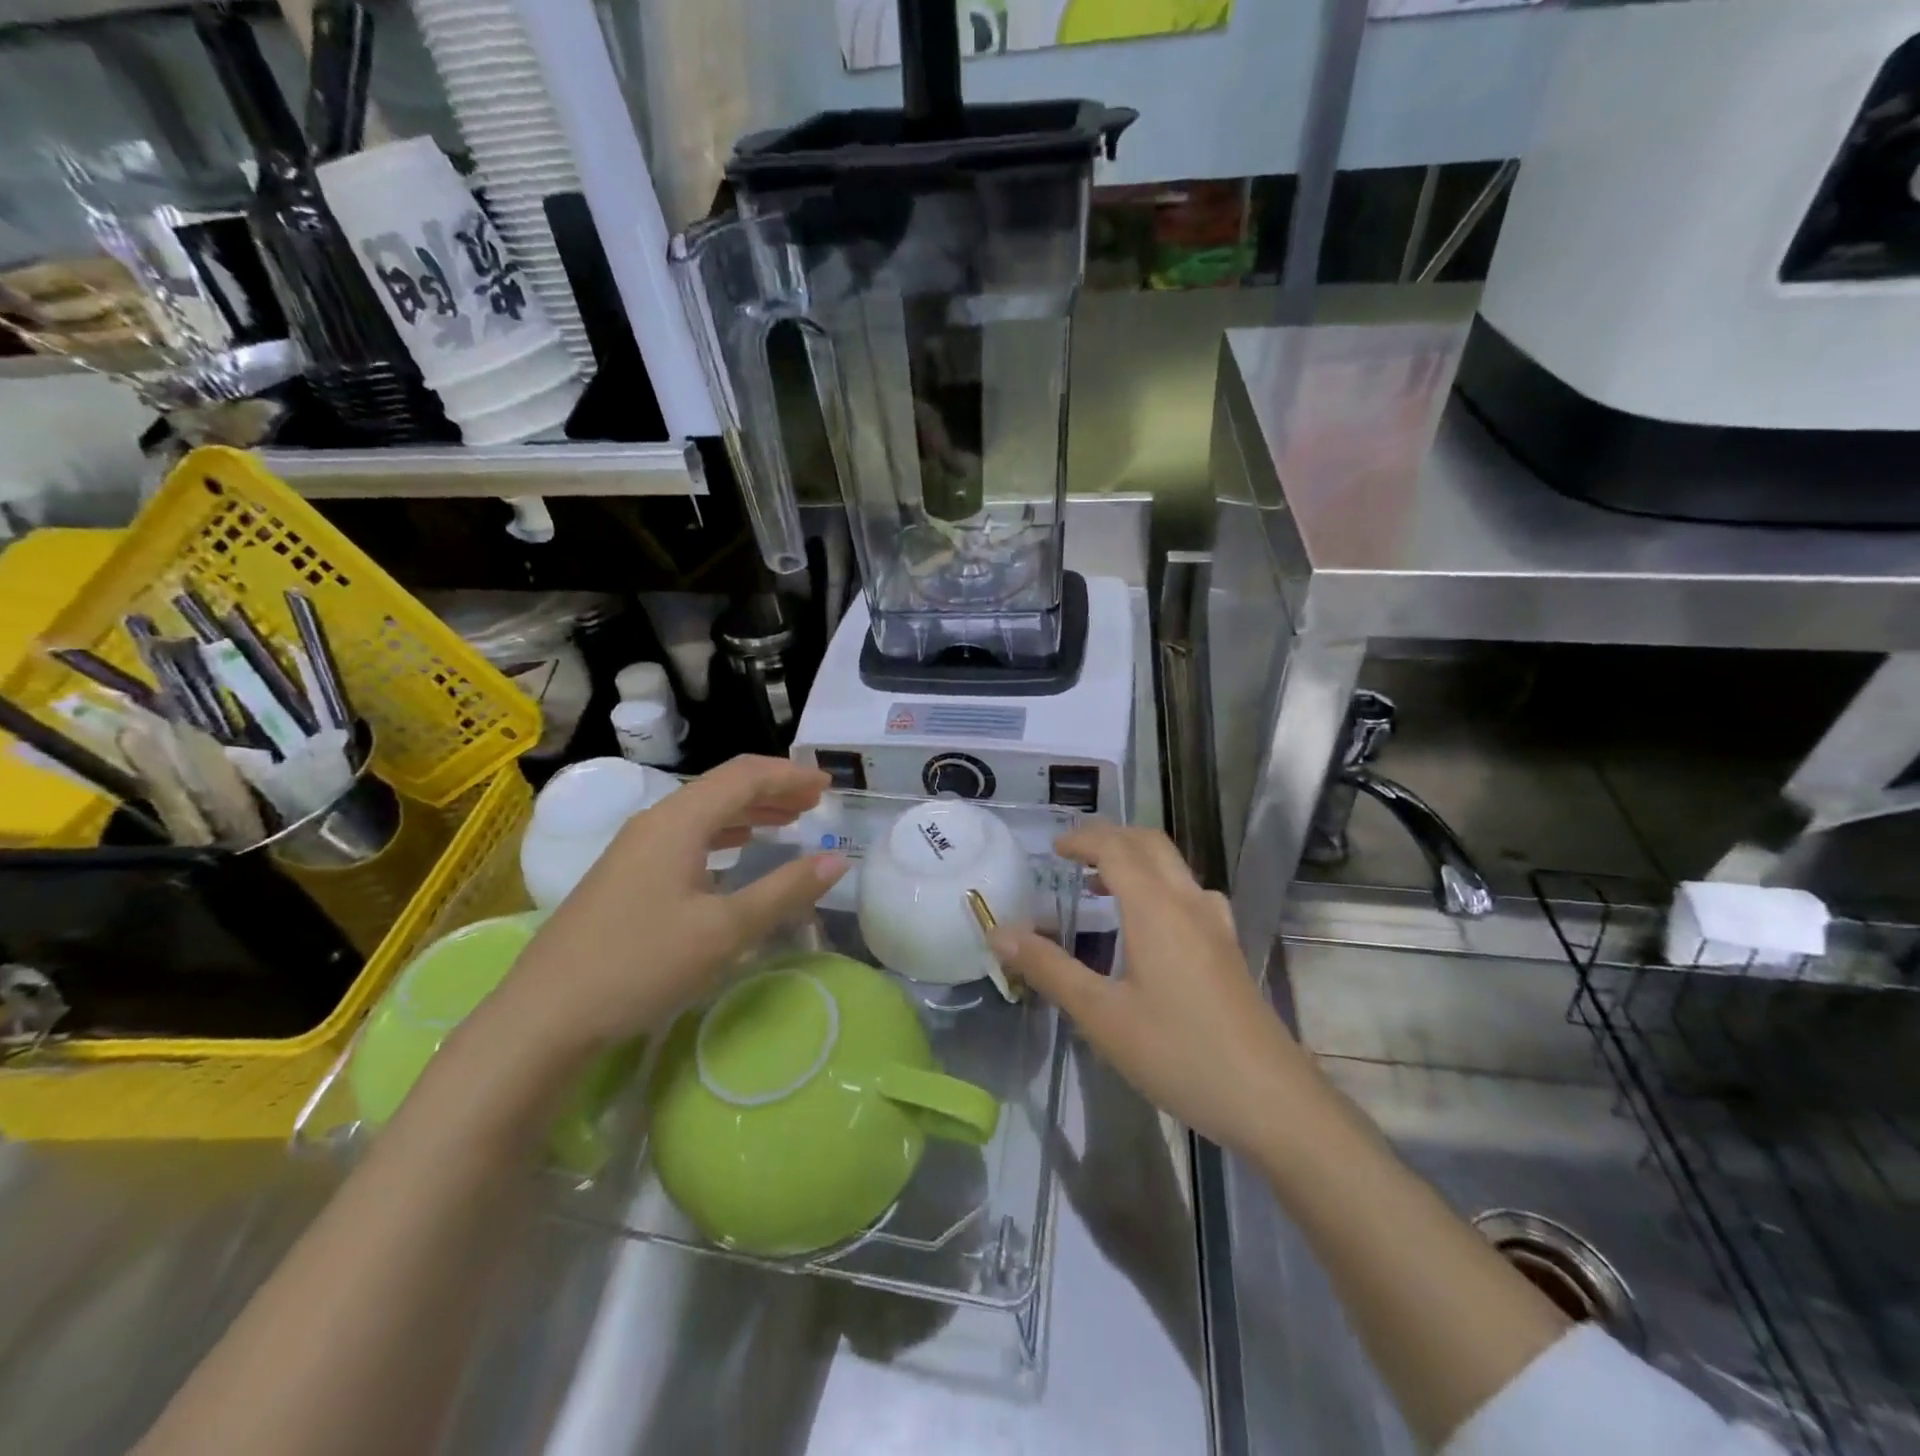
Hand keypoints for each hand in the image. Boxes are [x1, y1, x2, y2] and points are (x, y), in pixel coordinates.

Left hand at [493, 756, 847, 1061]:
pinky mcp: (626, 876)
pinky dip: (724, 835)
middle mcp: (655, 822)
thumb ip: (784, 891)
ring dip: (750, 811)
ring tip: (789, 821)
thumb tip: (836, 861)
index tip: (829, 785)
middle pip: (723, 788)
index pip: (744, 777)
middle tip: (816, 801)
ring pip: (704, 812)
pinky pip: (688, 836)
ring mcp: (635, 849)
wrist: (543, 1017)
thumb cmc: (640, 965)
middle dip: (773, 789)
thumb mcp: (724, 931)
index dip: (790, 775)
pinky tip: (737, 852)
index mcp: (678, 821)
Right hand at [987, 823, 1307, 1153]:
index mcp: (1156, 908)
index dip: (1082, 839)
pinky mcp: (1228, 948)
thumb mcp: (1101, 1015)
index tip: (1052, 850)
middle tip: (1073, 856)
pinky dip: (1158, 886)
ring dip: (1135, 860)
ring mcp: (1216, 924)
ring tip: (1102, 887)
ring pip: (1173, 866)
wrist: (1270, 1099)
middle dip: (1110, 838)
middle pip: (1149, 844)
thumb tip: (998, 932)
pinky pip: (1189, 893)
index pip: (1116, 847)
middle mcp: (1189, 902)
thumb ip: (1048, 968)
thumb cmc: (1178, 1053)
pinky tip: (1149, 926)